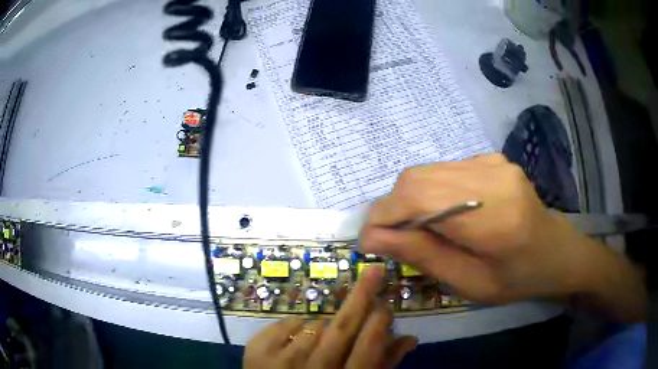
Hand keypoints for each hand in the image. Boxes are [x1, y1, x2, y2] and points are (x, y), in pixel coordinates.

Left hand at [243, 268, 416, 368]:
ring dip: (324, 326)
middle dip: (360, 298)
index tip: (385, 303)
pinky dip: (295, 325)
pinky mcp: (257, 351)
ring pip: (314, 325)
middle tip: (373, 272)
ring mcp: (281, 360)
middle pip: (341, 329)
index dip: (378, 323)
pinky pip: (285, 323)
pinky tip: (297, 337)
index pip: (367, 348)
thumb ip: (383, 364)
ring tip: (321, 339)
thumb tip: (409, 338)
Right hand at [360, 154, 644, 314]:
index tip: (366, 242)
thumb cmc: (517, 279)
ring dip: (407, 200)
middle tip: (387, 238)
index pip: (420, 200)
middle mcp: (492, 177)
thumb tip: (374, 239)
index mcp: (494, 218)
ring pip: (427, 171)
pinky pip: (444, 171)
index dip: (383, 217)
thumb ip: (424, 257)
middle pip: (417, 179)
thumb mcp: (470, 284)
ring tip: (412, 229)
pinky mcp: (491, 159)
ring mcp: (493, 162)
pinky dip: (428, 192)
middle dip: (391, 208)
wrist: (556, 251)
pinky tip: (440, 214)